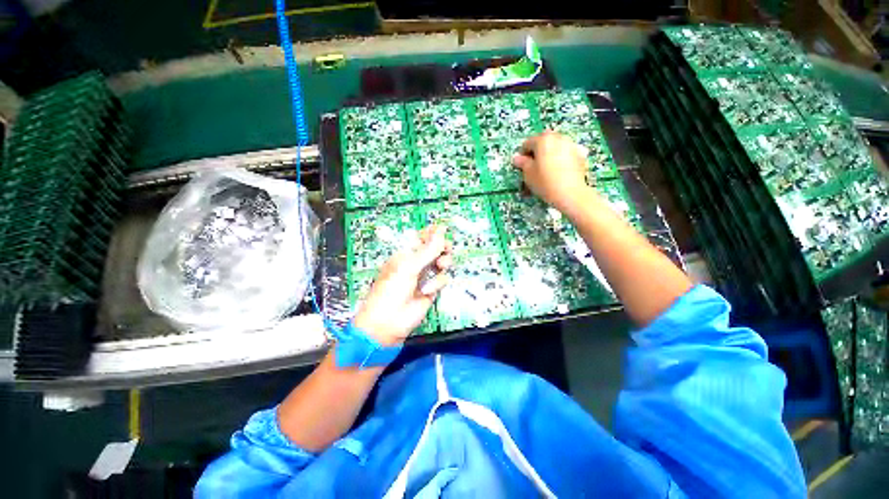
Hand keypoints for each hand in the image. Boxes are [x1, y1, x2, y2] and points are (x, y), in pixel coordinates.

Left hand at [353, 226, 452, 345]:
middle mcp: (417, 262)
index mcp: (406, 253)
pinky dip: (437, 283)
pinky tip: (427, 290)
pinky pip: (442, 279)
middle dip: (442, 247)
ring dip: (443, 262)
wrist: (389, 321)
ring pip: (442, 262)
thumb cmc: (392, 289)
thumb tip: (441, 230)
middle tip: (445, 248)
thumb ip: (428, 249)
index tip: (444, 229)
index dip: (433, 233)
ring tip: (440, 265)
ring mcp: (425, 275)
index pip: (423, 237)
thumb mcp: (409, 266)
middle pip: (436, 248)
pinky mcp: (432, 288)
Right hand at [513, 131, 596, 213]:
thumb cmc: (545, 182)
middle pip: (543, 140)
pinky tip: (559, 169)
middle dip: (537, 150)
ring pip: (556, 145)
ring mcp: (571, 144)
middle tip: (534, 165)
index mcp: (543, 140)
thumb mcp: (528, 174)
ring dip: (550, 152)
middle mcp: (558, 137)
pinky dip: (561, 157)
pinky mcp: (580, 154)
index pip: (527, 143)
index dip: (522, 154)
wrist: (570, 193)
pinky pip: (566, 152)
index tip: (521, 166)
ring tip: (547, 168)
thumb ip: (522, 163)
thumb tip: (517, 158)